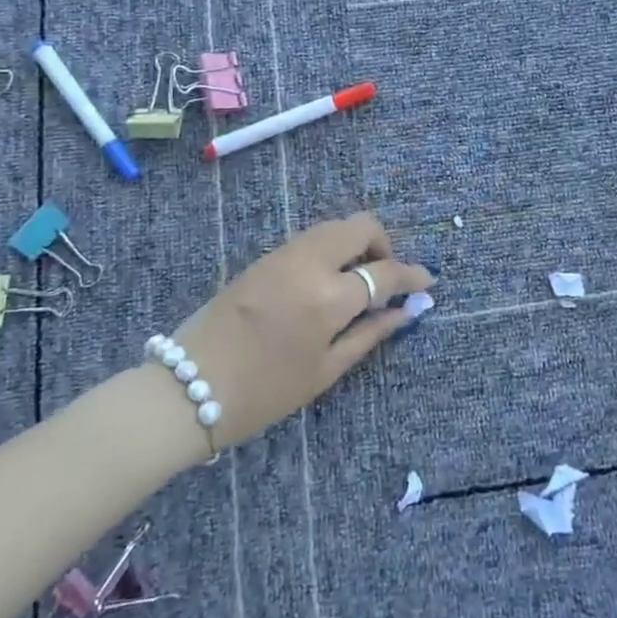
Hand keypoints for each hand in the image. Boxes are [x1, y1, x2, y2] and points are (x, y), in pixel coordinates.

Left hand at [163, 212, 433, 447]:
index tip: (428, 281)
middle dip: (384, 244)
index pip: (384, 271)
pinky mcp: (264, 256)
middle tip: (386, 277)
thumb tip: (406, 311)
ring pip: (334, 225)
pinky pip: (311, 237)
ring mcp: (283, 254)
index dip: (412, 275)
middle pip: (361, 225)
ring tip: (356, 281)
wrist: (188, 386)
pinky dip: (331, 248)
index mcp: (328, 296)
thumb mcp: (324, 371)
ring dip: (356, 243)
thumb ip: (370, 334)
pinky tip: (327, 280)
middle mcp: (309, 262)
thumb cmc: (263, 392)